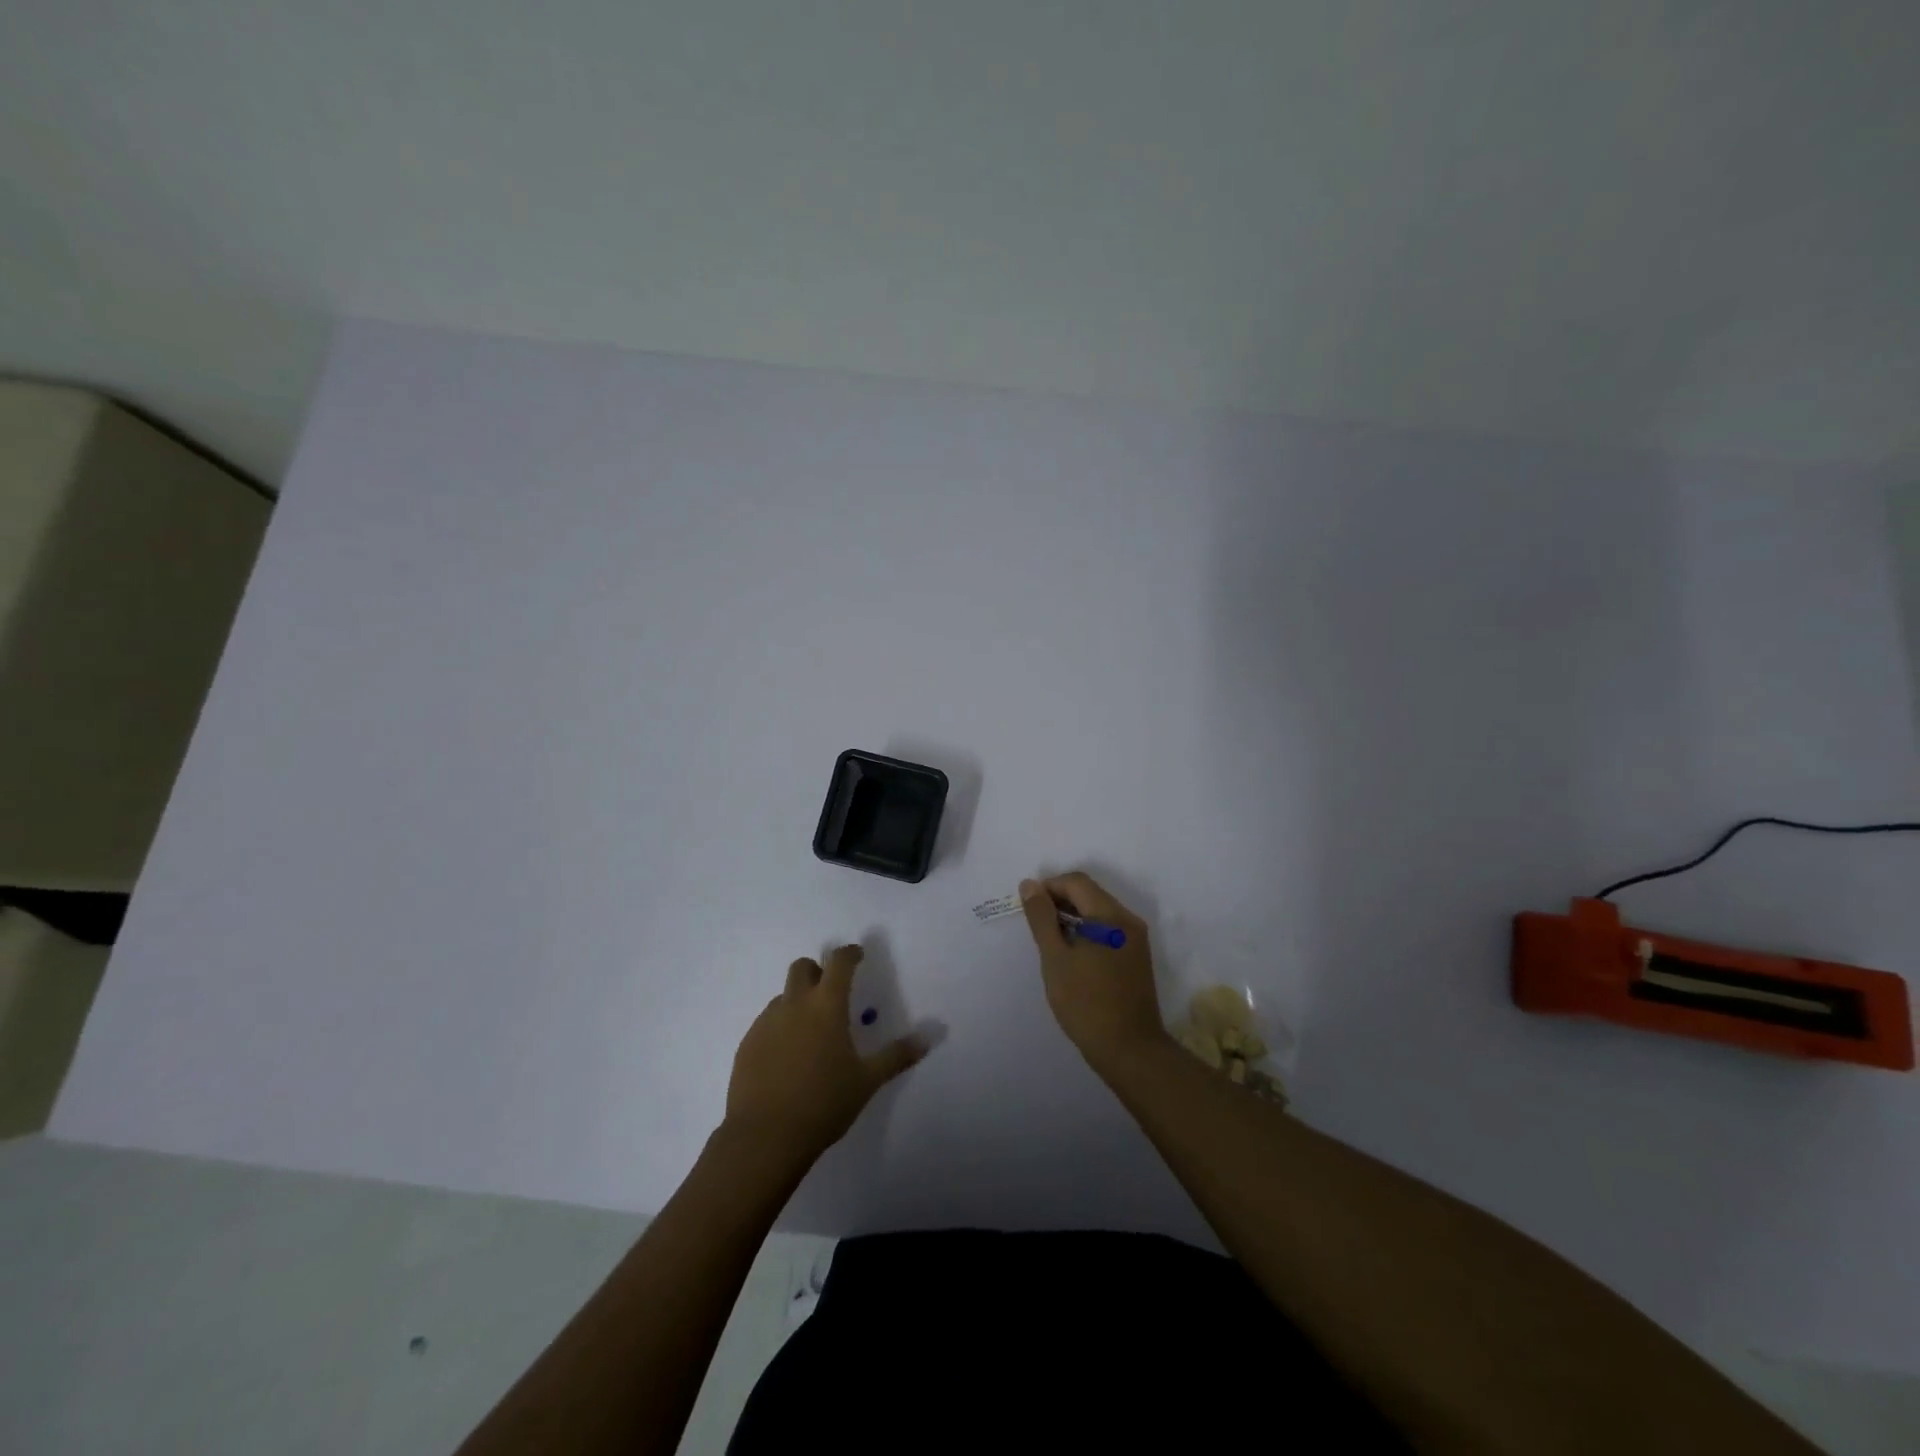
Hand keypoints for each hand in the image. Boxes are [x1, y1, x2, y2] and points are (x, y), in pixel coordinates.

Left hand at [725, 944, 927, 1166]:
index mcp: (826, 1005)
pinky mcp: (747, 1044)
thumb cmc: (823, 1103)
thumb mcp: (867, 1081)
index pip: (839, 962)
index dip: (849, 954)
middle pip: (802, 968)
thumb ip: (897, 1056)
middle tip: (831, 992)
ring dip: (798, 1002)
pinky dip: (780, 1028)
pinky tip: (787, 1057)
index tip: (857, 956)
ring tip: (810, 1033)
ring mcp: (766, 1023)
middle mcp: (794, 1004)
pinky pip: (766, 1023)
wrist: (764, 1137)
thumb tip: (928, 1038)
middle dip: (817, 971)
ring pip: (783, 996)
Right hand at [1020, 873, 1167, 1074]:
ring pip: (1099, 912)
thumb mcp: (1055, 959)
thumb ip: (1041, 918)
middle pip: (1090, 894)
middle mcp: (1128, 920)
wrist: (1130, 1050)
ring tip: (1050, 941)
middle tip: (1036, 925)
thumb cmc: (1086, 1003)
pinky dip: (1087, 931)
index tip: (1028, 908)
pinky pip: (1108, 930)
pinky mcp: (1136, 957)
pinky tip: (1072, 954)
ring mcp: (1136, 939)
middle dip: (1060, 901)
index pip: (1077, 882)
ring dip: (1073, 917)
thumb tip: (1030, 885)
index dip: (1049, 887)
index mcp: (1111, 916)